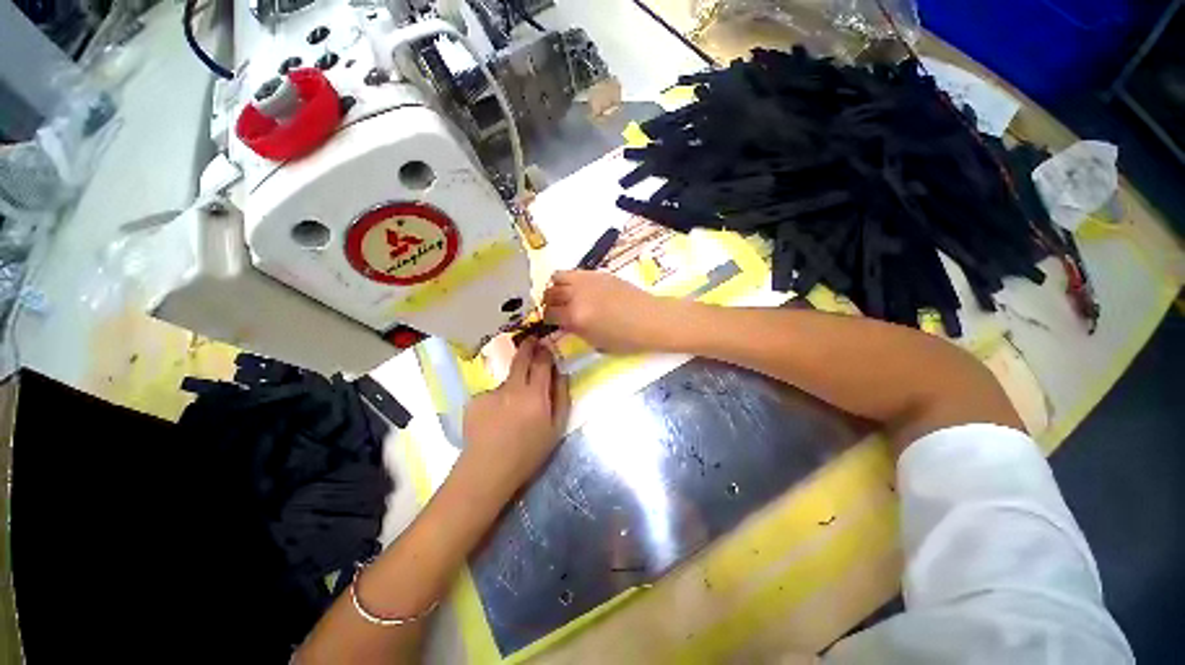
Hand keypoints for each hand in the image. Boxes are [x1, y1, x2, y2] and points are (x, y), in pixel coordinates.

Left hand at [460, 338, 569, 496]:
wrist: (488, 470)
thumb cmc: (528, 452)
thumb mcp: (556, 428)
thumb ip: (561, 396)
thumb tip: (561, 373)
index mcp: (535, 395)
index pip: (541, 362)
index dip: (544, 351)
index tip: (545, 344)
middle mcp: (513, 388)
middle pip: (521, 359)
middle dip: (527, 347)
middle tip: (531, 343)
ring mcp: (491, 392)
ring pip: (507, 380)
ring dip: (513, 384)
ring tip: (511, 408)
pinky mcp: (475, 400)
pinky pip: (492, 393)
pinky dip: (497, 400)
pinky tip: (495, 418)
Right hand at [543, 270, 679, 353]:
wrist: (650, 319)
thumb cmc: (626, 339)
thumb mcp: (595, 342)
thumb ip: (574, 331)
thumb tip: (562, 323)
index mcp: (576, 317)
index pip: (548, 314)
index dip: (546, 320)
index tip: (550, 322)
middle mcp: (577, 295)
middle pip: (549, 294)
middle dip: (549, 303)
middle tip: (556, 310)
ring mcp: (587, 281)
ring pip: (557, 277)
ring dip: (556, 288)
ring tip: (564, 297)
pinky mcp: (597, 273)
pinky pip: (574, 273)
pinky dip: (570, 281)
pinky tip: (580, 290)